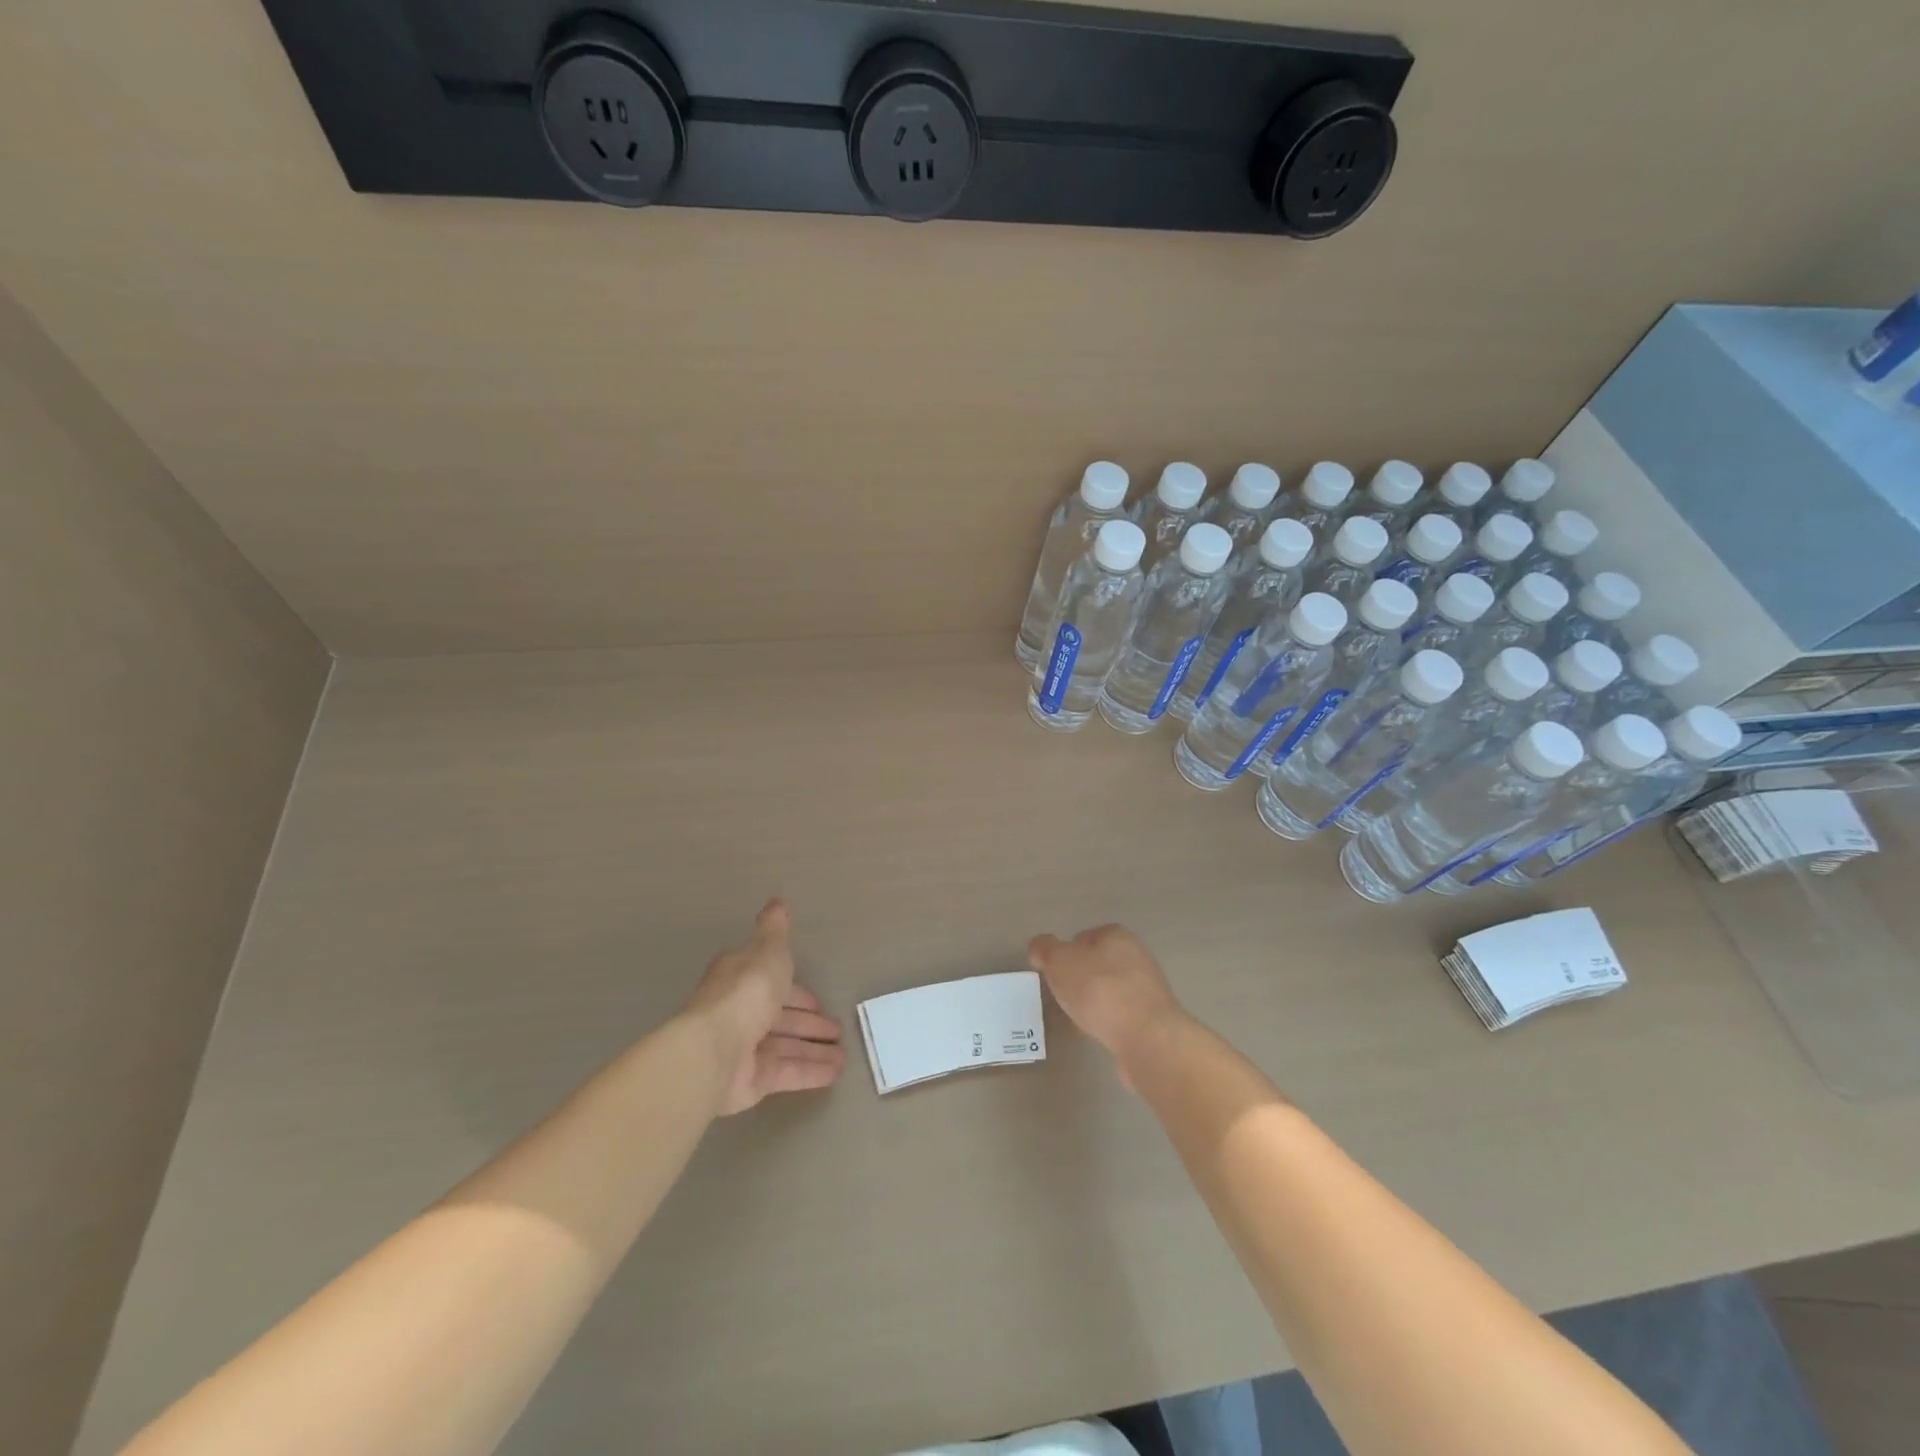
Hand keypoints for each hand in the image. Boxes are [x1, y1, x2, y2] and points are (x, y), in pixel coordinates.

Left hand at [685, 900, 846, 1114]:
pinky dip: (811, 1071)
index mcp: (741, 979)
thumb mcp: (767, 951)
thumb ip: (775, 930)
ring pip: (785, 1046)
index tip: (818, 999)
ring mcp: (745, 1048)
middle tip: (837, 1030)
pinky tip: (836, 1072)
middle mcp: (740, 1013)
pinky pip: (787, 1072)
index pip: (772, 983)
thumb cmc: (745, 992)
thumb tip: (778, 901)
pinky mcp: (751, 1080)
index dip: (795, 991)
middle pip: (780, 1017)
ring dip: (814, 1049)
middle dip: (808, 1023)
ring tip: (845, 1055)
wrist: (714, 1050)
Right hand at [1028, 923, 1184, 1087]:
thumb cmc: (1099, 990)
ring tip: (1080, 1017)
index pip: (1086, 936)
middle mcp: (1137, 956)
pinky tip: (1099, 1033)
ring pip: (1112, 989)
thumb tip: (1040, 947)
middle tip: (1064, 994)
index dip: (1067, 952)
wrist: (1147, 1038)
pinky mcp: (1154, 1019)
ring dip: (1096, 1001)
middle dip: (1082, 977)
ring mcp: (1149, 988)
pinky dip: (1110, 1021)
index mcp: (1117, 936)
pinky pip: (1123, 1014)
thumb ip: (1045, 949)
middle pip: (1100, 963)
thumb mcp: (1059, 962)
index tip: (1055, 972)